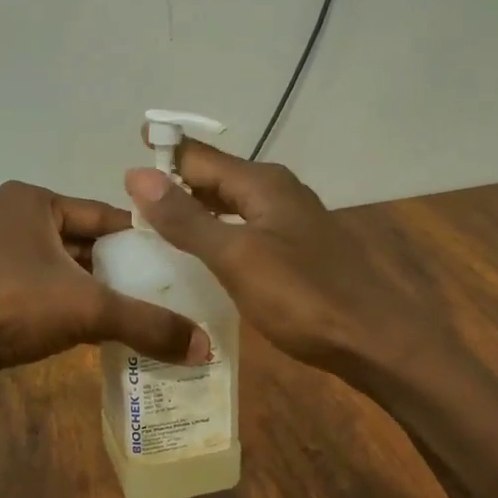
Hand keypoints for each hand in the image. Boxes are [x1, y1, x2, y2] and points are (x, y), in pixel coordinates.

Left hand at [0, 181, 209, 392]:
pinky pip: (34, 283)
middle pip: (79, 241)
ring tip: (129, 311)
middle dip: (113, 268)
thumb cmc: (14, 308)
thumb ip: (148, 324)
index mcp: (30, 200)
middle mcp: (7, 215)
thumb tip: (206, 349)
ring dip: (87, 287)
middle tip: (155, 292)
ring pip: (56, 264)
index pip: (101, 216)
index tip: (172, 264)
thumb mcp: (90, 311)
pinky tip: (86, 325)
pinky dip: (59, 300)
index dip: (139, 241)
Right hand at [124, 143, 405, 371]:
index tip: (122, 167)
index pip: (199, 157)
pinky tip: (202, 253)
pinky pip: (245, 226)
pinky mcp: (297, 248)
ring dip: (195, 209)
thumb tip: (137, 175)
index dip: (162, 157)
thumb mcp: (236, 257)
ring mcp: (291, 219)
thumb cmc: (302, 297)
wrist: (375, 340)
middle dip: (174, 184)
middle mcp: (278, 190)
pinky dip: (217, 231)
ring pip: (230, 202)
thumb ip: (186, 218)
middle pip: (215, 177)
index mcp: (262, 183)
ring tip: (156, 226)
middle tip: (129, 204)